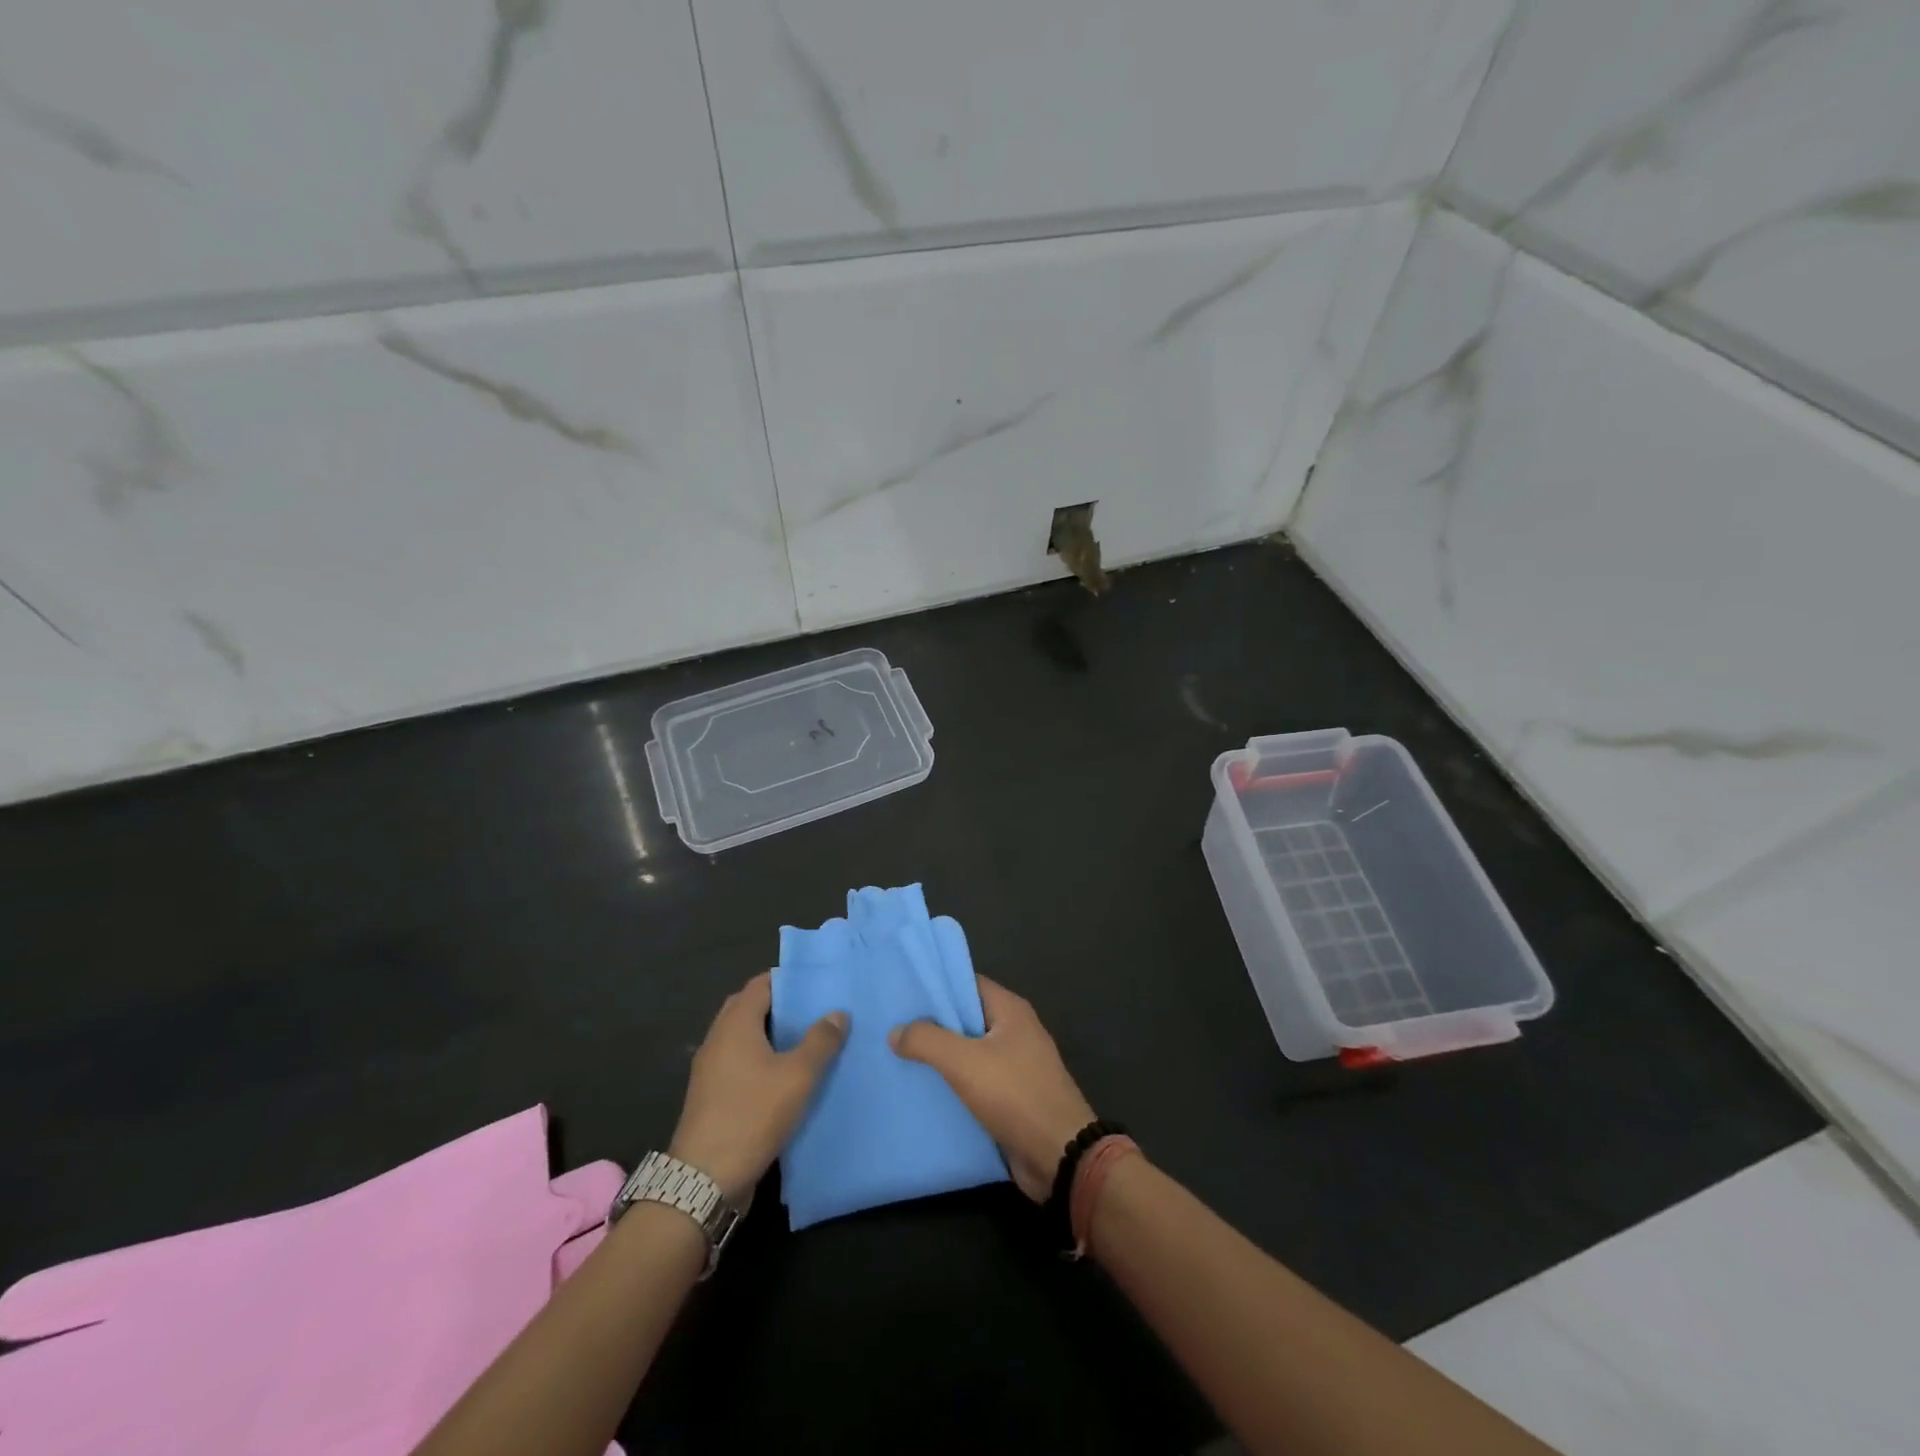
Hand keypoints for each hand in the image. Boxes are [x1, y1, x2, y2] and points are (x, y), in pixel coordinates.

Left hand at [669, 972, 847, 1204]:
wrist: (705, 1180)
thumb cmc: (752, 1114)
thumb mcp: (797, 1076)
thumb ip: (820, 1041)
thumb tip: (838, 1013)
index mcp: (735, 1025)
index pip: (760, 985)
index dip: (787, 980)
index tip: (816, 983)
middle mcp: (718, 1040)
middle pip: (748, 1008)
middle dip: (778, 1006)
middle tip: (813, 1010)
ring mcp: (710, 1070)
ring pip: (743, 1038)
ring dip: (769, 1035)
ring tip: (806, 1041)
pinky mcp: (711, 1096)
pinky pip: (738, 1063)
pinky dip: (760, 1059)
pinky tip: (785, 1076)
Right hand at [889, 975, 1095, 1200]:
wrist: (1060, 1156)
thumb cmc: (1016, 1096)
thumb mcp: (965, 1062)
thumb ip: (927, 1041)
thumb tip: (896, 1031)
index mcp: (1010, 1011)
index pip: (967, 983)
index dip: (936, 986)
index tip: (902, 993)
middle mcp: (1015, 1032)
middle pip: (966, 1018)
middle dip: (932, 1024)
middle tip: (891, 1028)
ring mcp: (1016, 1066)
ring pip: (968, 1053)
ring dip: (940, 1058)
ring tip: (897, 1059)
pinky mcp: (1012, 1098)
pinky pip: (975, 1083)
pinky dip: (952, 1085)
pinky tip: (922, 1092)